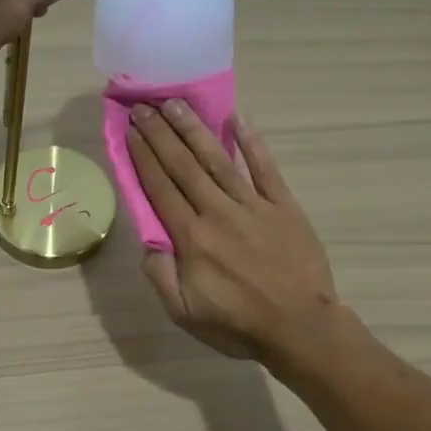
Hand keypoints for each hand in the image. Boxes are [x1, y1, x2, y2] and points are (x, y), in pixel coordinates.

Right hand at [125, 101, 340, 363]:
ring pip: (218, 159)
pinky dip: (252, 142)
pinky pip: (265, 168)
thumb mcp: (183, 313)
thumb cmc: (238, 324)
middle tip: (143, 106)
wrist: (301, 328)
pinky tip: (237, 117)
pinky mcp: (283, 206)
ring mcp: (253, 205)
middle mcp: (218, 212)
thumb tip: (148, 241)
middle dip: (160, 133)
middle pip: (183, 165)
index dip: (143, 156)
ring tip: (176, 103)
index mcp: (192, 238)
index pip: (160, 188)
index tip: (130, 130)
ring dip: (194, 129)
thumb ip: (160, 275)